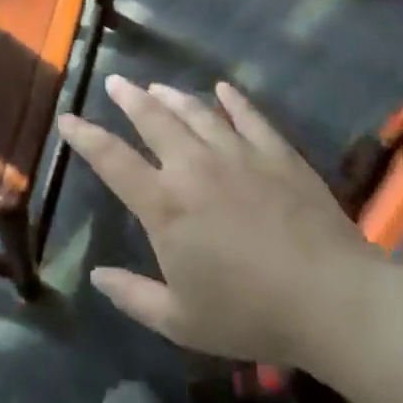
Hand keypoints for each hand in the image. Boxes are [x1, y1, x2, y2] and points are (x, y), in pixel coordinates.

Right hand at [61, 76, 390, 371]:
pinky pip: (249, 117)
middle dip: (129, 98)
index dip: (85, 137)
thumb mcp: (181, 321)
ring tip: (157, 86)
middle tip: (115, 82)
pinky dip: (232, 100)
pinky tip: (223, 90)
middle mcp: (193, 167)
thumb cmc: (251, 314)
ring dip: (172, 96)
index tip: (68, 118)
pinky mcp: (277, 155)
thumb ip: (133, 296)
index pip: (112, 159)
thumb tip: (96, 276)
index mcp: (164, 204)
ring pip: (196, 113)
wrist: (334, 301)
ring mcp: (238, 155)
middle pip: (153, 120)